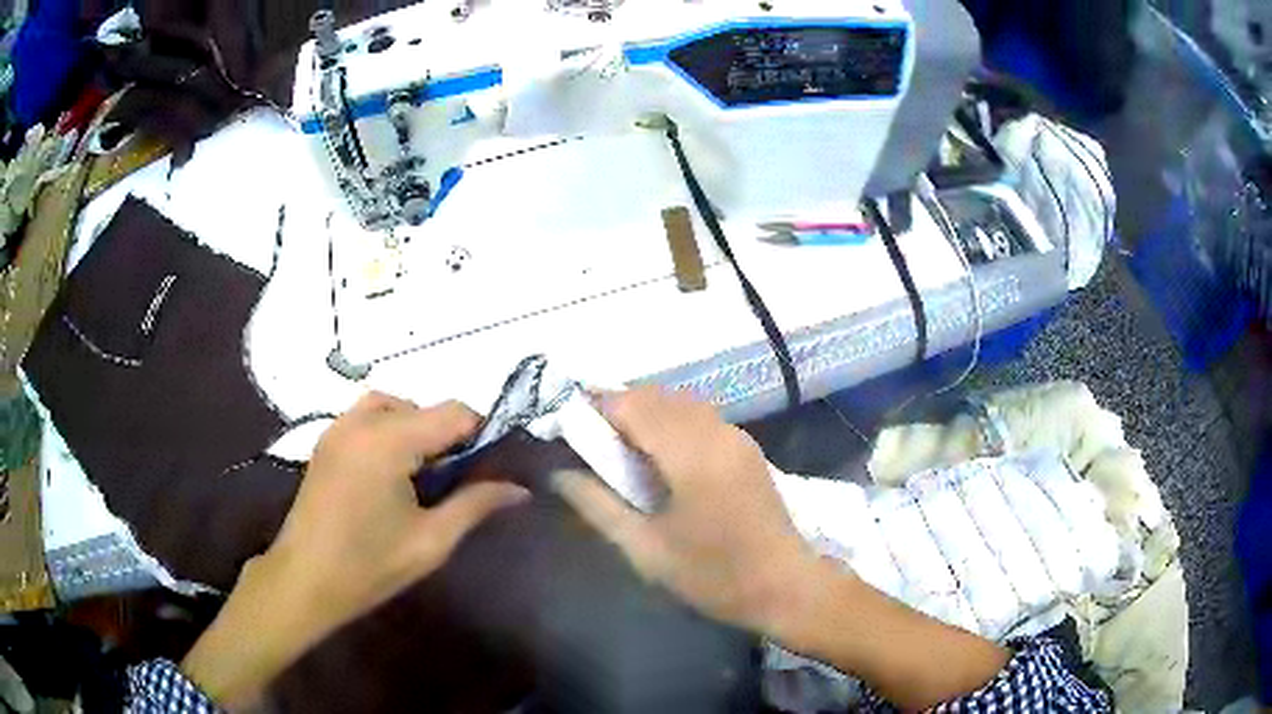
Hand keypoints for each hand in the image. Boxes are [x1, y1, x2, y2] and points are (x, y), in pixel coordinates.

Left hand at [182, 393, 528, 708]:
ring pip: (393, 407)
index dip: (481, 434)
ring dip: (416, 429)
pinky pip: (367, 417)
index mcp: (389, 440)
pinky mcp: (326, 441)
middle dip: (447, 436)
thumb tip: (519, 489)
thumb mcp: (431, 541)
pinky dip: (389, 431)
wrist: (303, 580)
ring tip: (423, 474)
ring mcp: (338, 428)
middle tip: (455, 482)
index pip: (454, 412)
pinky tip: (391, 474)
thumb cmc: (369, 565)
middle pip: (423, 407)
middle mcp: (362, 421)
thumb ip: (475, 505)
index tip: (491, 467)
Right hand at [551, 387, 818, 635]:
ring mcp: (736, 436)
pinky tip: (660, 458)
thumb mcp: (646, 549)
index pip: (632, 404)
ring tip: (621, 452)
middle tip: (591, 446)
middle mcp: (716, 431)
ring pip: (678, 402)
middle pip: (655, 396)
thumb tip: (559, 474)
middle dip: (617, 410)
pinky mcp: (746, 447)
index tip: (568, 432)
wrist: (787, 587)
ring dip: (645, 414)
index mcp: (690, 453)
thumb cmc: (714, 576)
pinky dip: (670, 422)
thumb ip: (598, 506)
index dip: (595, 409)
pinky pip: (699, 416)